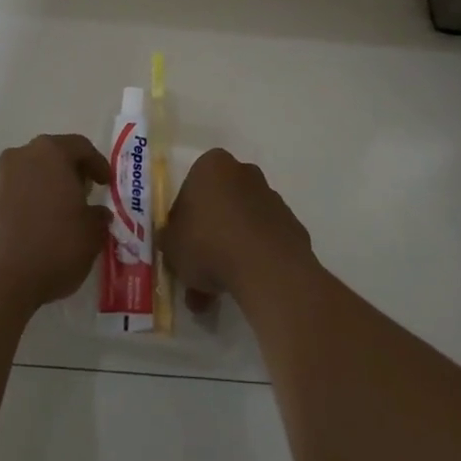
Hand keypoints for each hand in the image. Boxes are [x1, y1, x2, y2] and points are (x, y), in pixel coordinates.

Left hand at [0, 134, 110, 311]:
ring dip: (45, 188)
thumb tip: (97, 214)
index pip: (80, 146)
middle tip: (84, 194)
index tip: (106, 183)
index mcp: (50, 153)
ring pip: (29, 175)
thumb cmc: (54, 247)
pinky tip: (36, 230)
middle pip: (51, 156)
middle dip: (69, 173)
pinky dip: (26, 206)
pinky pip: (13, 196)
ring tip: (59, 215)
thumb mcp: (92, 234)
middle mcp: (21, 157)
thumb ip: (98, 217)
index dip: (97, 163)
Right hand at [162, 148, 314, 310]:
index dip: (182, 221)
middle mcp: (244, 173)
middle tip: (197, 274)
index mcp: (211, 165)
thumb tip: (172, 240)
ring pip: (241, 225)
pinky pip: (263, 241)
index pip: (190, 190)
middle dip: (208, 239)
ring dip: (229, 253)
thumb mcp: (171, 245)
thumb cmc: (208, 243)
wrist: (266, 266)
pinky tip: (243, 287)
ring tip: (217, 295)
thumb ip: (169, 239)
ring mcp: (271, 198)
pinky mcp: (290, 224)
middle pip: (218, 206)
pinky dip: (252, 260)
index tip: (180, 247)